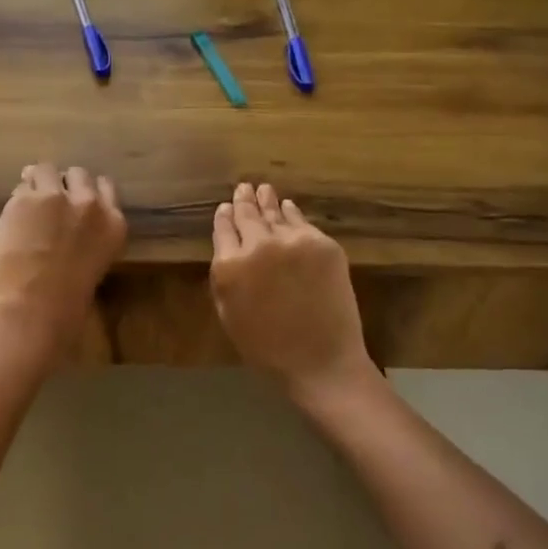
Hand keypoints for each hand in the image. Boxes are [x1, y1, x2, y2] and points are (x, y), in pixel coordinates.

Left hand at [0, 163, 126, 363]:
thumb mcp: (90, 273)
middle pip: (79, 174)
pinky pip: (22, 184)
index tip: (75, 202)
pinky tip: (13, 213)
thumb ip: (86, 244)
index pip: (106, 188)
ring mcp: (56, 197)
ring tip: (29, 203)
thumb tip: (68, 236)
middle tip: (50, 204)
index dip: (86, 194)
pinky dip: (19, 195)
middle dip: (65, 185)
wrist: (25, 316)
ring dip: (40, 182)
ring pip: (48, 170)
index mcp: (114, 226)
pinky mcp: (24, 199)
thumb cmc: (63, 314)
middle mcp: (90, 204)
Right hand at [211, 183, 378, 407]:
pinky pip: (302, 222)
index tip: (226, 207)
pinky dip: (292, 212)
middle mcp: (259, 245)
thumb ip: (223, 274)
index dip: (224, 216)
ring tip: (263, 189)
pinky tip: (288, 206)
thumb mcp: (228, 312)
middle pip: (248, 214)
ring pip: (276, 212)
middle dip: (244, 200)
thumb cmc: (266, 347)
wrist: (321, 361)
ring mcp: (294, 241)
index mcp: (230, 265)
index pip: (223, 228)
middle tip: (243, 187)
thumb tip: (228, 243)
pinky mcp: (324, 244)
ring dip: (267, 200)